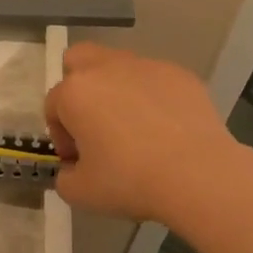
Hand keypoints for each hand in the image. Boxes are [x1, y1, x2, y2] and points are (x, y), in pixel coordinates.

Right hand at [44, 44, 239, 224]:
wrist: (198, 175)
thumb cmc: (130, 181)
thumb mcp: (81, 193)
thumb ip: (65, 177)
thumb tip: (72, 169)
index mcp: (74, 92)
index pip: (54, 106)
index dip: (61, 135)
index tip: (77, 159)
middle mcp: (105, 69)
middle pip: (79, 59)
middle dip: (79, 85)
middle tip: (93, 121)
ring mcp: (146, 66)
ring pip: (119, 66)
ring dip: (116, 89)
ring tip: (134, 127)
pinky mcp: (180, 74)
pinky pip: (155, 80)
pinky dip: (153, 98)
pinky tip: (166, 128)